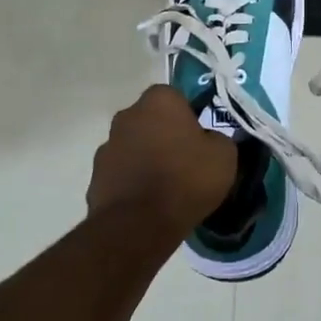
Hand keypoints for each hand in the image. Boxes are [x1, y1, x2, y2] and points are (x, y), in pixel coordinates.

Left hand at [88, 85, 238, 237]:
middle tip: (184, 160)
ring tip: (165, 186)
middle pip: (151, 120)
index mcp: (159, 101)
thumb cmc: (186, 179)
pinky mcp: (95, 176)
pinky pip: (121, 173)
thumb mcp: (224, 156)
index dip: (188, 116)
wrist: (139, 224)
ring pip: (133, 146)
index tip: (199, 138)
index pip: (175, 97)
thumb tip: (209, 141)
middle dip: (164, 134)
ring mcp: (107, 146)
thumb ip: (217, 139)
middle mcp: (128, 115)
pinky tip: (147, 202)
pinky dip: (132, 182)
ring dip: (145, 158)